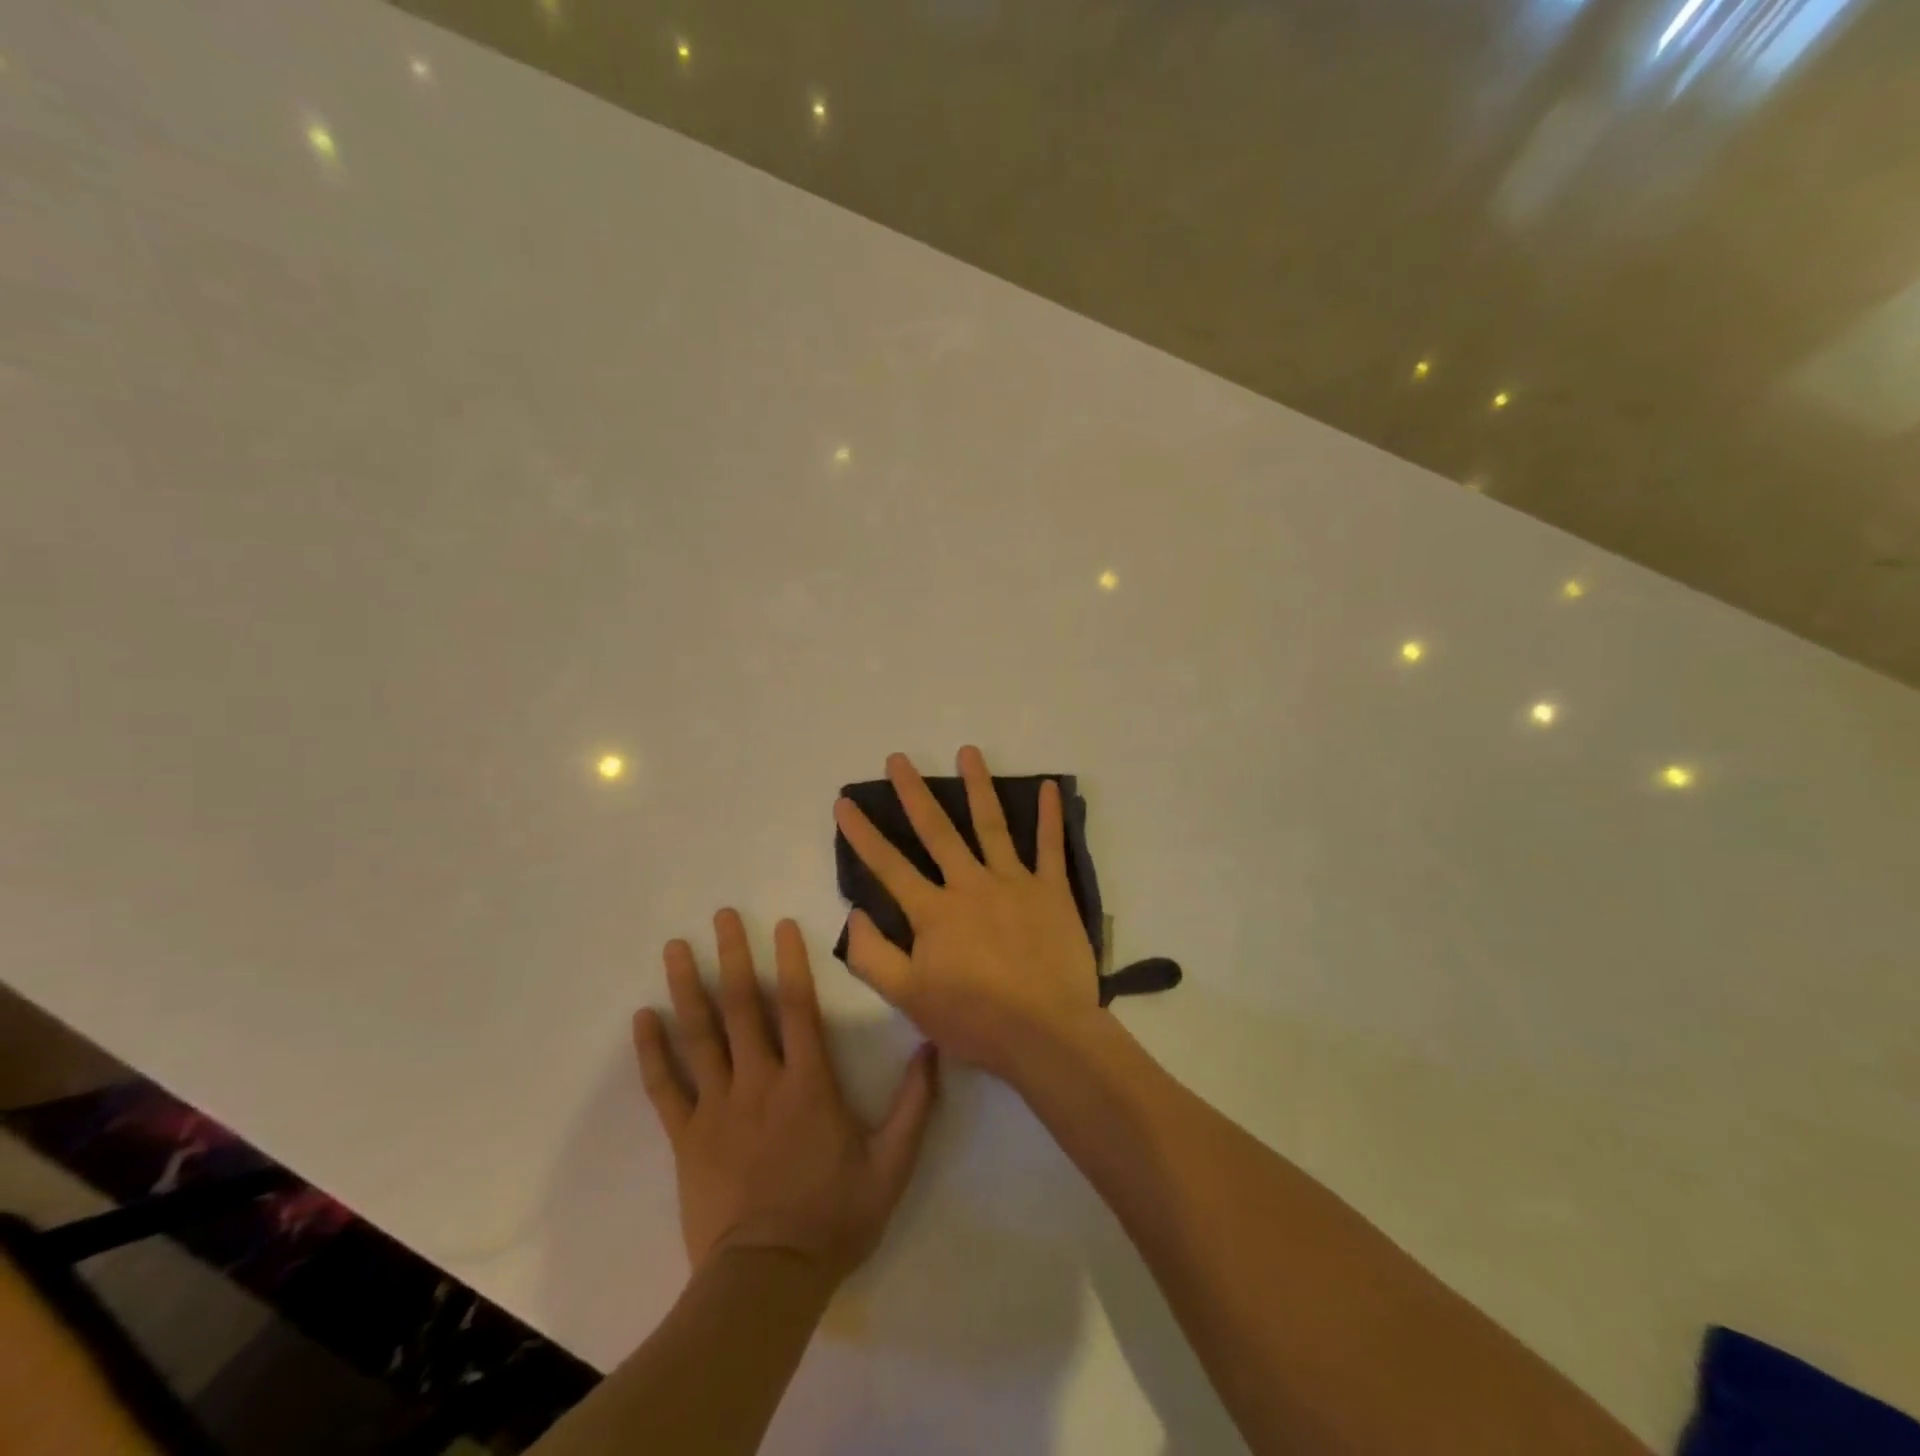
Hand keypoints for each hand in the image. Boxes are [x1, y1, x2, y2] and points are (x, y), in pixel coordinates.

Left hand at [633, 910, 937, 1286]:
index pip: (800, 1007)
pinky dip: (652, 1052)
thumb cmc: (834, 1217)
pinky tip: (640, 1019)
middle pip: (744, 1007)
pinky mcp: (688, 1137)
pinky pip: (665, 1087)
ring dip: (687, 988)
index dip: (792, 961)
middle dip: (733, 956)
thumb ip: (914, 1104)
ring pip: (700, 1036)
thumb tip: (932, 1048)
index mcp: (808, 1083)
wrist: (768, 1279)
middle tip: (719, 916)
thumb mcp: (892, 1164)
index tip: (780, 923)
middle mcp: (760, 1081)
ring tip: (675, 948)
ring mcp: (718, 1107)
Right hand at [833, 747, 1101, 1080]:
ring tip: (968, 752)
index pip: (888, 865)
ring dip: (978, 786)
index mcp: (934, 912)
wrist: (1046, 1034)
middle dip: (913, 793)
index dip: (862, 834)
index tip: (844, 802)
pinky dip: (1050, 816)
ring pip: (992, 825)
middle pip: (937, 831)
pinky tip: (1049, 786)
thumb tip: (853, 914)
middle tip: (898, 759)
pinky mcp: (1051, 891)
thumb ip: (873, 956)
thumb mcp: (908, 999)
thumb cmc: (975, 1020)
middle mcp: (970, 885)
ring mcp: (1014, 882)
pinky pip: (1050, 847)